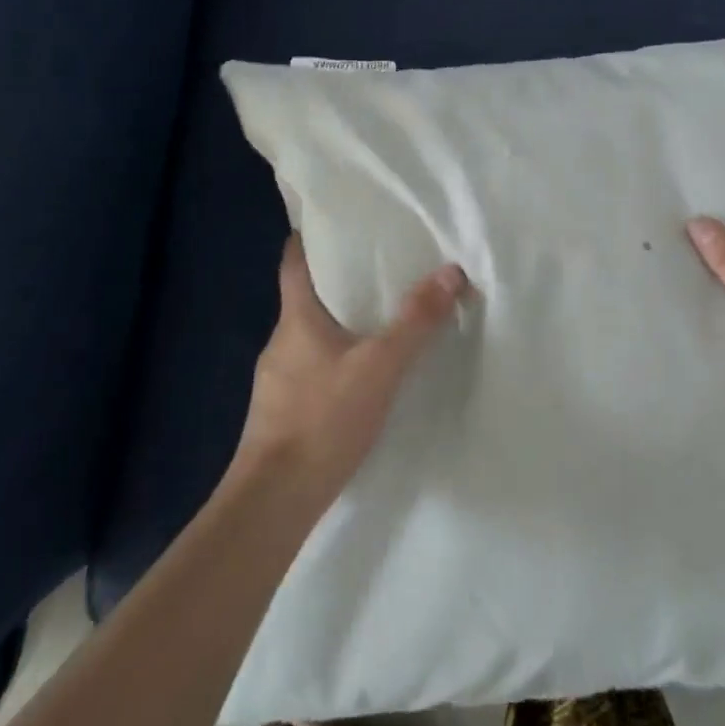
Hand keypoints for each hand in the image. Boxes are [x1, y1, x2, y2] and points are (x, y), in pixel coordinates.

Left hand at [233, 236, 470, 502]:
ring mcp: (276, 379)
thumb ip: (416, 321)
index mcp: (296, 317)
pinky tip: (358, 375)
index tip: (335, 221)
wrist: (273, 504)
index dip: (310, 236)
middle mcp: (281, 340)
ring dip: (338, 323)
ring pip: (309, 335)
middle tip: (378, 267)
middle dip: (338, 280)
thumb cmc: (322, 420)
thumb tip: (451, 271)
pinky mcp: (280, 413)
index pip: (293, 260)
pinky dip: (333, 359)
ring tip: (377, 319)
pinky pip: (310, 368)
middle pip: (305, 295)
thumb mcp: (380, 367)